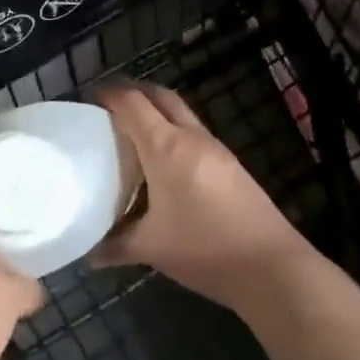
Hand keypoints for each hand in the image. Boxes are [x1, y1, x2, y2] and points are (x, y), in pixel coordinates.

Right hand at [94, 83, 317, 313]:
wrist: (271, 266)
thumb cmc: (203, 249)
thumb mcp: (150, 248)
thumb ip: (115, 245)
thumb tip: (88, 253)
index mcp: (166, 147)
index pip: (132, 103)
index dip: (108, 94)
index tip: (88, 99)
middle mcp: (191, 137)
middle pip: (160, 96)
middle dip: (134, 93)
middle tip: (109, 109)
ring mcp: (216, 149)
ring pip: (181, 114)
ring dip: (157, 112)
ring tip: (133, 134)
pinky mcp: (231, 164)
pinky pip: (194, 134)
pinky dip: (174, 133)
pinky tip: (164, 162)